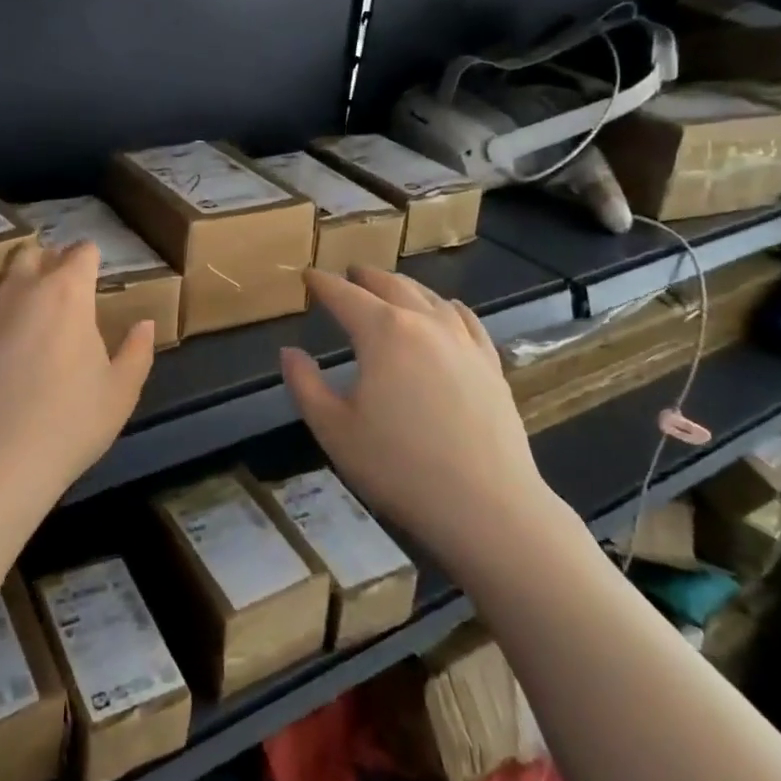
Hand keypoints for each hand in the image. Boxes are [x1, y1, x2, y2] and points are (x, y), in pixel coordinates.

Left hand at [0, 242, 155, 511]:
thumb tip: (145, 324)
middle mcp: (20, 288)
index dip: (90, 259)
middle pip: (31, 252)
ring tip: (18, 314)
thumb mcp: (120, 393)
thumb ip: (137, 352)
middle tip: (57, 291)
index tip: (94, 275)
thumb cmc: (68, 423)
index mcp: (67, 293)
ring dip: (8, 286)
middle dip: (46, 262)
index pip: (82, 252)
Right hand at [280, 267, 570, 568]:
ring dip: (405, 286)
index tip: (308, 276)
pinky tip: (448, 310)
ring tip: (391, 286)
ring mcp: (463, 341)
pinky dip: (449, 307)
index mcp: (383, 332)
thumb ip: (305, 385)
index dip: (323, 284)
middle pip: (391, 285)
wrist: (486, 506)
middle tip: (349, 273)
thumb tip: (289, 352)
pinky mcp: (490, 365)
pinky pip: (467, 321)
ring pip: (430, 297)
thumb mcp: (333, 429)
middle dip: (365, 276)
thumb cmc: (399, 467)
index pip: (345, 296)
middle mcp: (424, 323)